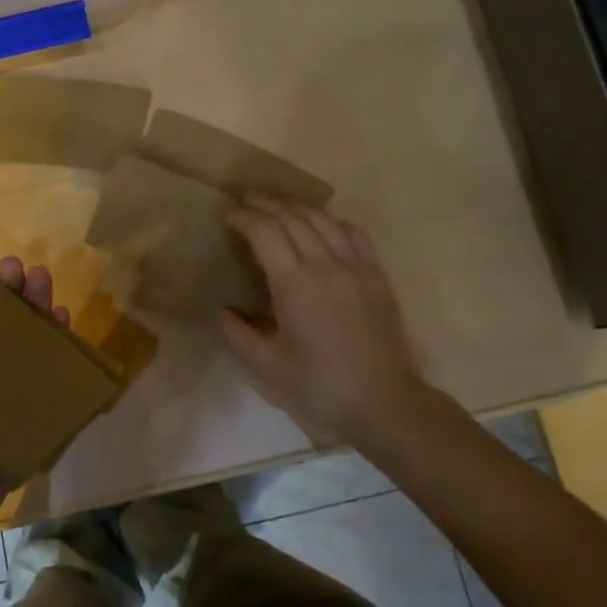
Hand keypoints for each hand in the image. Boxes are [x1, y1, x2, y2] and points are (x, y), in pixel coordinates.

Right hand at [222, 200, 458, 453]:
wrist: (384, 404)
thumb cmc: (320, 388)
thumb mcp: (267, 367)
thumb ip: (237, 335)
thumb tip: (222, 311)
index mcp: (295, 284)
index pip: (265, 231)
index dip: (244, 218)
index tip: (229, 217)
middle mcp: (326, 265)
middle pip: (292, 217)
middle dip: (265, 204)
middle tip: (246, 202)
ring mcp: (357, 267)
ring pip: (323, 219)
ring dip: (296, 208)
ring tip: (278, 207)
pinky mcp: (377, 276)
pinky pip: (354, 233)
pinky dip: (332, 221)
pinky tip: (322, 225)